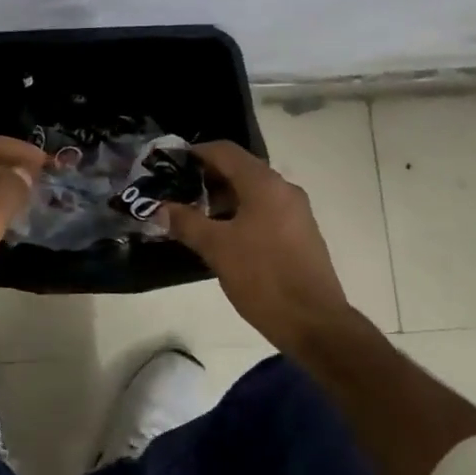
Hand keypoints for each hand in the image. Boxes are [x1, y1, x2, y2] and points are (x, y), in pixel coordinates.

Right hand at [164, 140, 354, 352]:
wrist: (315, 323)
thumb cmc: (263, 277)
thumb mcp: (216, 249)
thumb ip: (186, 223)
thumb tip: (161, 209)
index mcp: (264, 184)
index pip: (225, 151)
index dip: (196, 153)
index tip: (171, 164)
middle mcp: (284, 189)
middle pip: (240, 169)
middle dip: (207, 178)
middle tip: (178, 192)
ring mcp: (296, 212)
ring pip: (253, 192)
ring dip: (223, 198)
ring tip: (195, 216)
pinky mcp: (301, 234)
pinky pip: (265, 210)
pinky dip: (241, 213)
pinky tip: (223, 236)